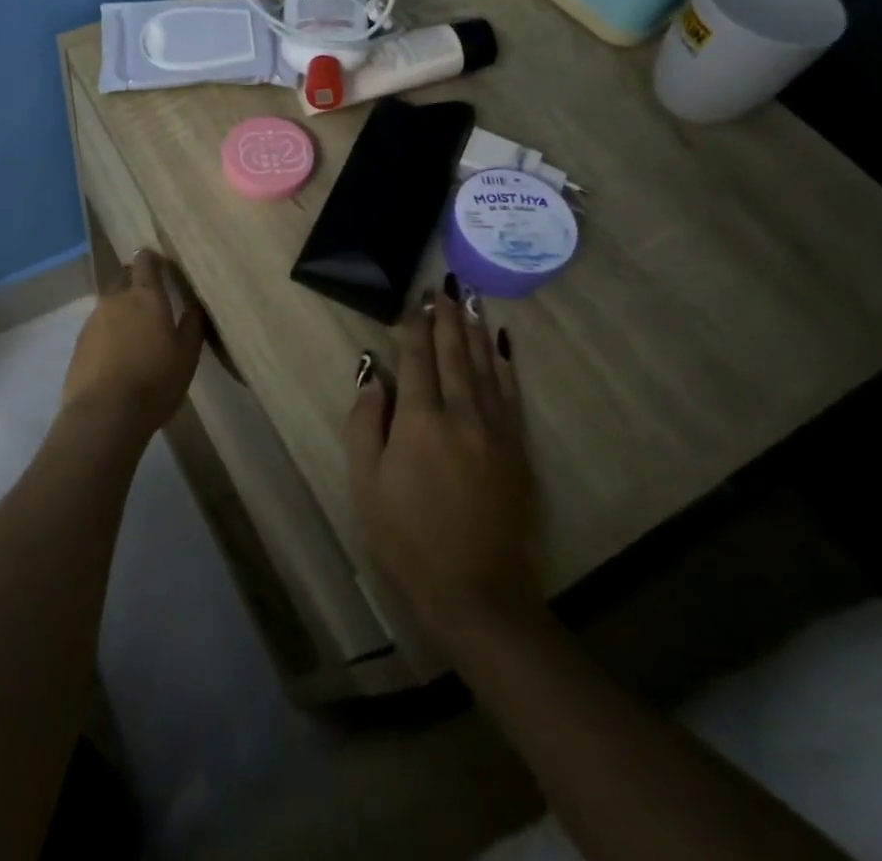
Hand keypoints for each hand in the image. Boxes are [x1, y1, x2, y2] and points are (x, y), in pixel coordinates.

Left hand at [63, 249, 205, 436]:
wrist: (105, 413)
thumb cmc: (155, 381)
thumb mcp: (187, 355)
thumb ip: (192, 324)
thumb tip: (195, 303)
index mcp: (146, 296)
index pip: (145, 262)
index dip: (152, 259)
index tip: (160, 263)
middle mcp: (116, 299)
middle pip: (123, 277)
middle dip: (134, 280)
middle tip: (149, 297)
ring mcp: (93, 319)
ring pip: (109, 303)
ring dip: (121, 308)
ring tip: (134, 330)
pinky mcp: (79, 342)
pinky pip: (97, 325)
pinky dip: (108, 331)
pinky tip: (116, 351)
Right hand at [346, 282, 544, 645]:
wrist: (478, 594)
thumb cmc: (408, 540)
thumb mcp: (366, 485)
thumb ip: (365, 424)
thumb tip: (371, 376)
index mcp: (419, 421)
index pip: (417, 360)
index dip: (414, 327)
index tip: (415, 301)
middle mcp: (460, 415)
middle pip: (454, 355)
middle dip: (447, 318)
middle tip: (444, 288)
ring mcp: (495, 431)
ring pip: (484, 368)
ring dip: (474, 332)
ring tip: (470, 301)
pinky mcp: (517, 451)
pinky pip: (510, 395)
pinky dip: (504, 365)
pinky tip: (501, 346)